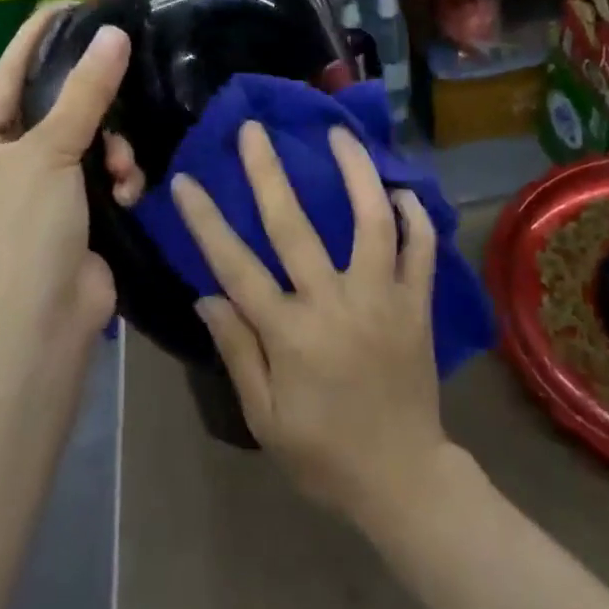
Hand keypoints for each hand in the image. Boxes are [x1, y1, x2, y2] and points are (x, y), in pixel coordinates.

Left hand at [0, 3, 143, 341]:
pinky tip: (126, 192)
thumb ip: (86, 92)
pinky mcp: (66, 212)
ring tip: (121, 170)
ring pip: (83, 140)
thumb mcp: (52, 153)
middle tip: (122, 79)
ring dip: (110, 150)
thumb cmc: (25, 231)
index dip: (37, 38)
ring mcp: (31, 191)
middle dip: (91, 108)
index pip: (5, 75)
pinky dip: (115, 178)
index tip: (71, 5)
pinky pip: (97, 172)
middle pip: (52, 108)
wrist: (45, 325)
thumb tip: (114, 34)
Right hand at [172, 122, 452, 525]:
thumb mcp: (264, 417)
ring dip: (356, 172)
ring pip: (371, 221)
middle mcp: (335, 302)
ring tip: (340, 134)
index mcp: (289, 333)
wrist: (403, 479)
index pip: (236, 265)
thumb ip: (237, 350)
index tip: (186, 180)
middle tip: (255, 129)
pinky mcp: (419, 304)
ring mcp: (383, 297)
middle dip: (269, 172)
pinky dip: (415, 216)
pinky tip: (402, 189)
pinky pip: (422, 249)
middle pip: (296, 226)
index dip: (206, 221)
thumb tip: (207, 294)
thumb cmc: (324, 452)